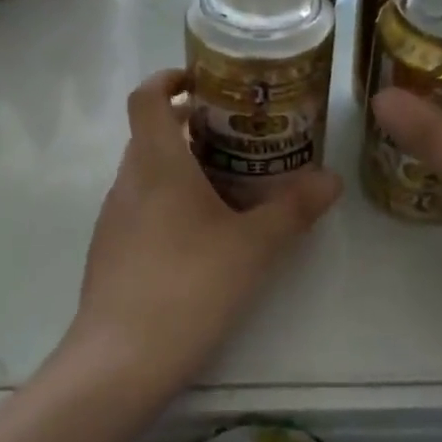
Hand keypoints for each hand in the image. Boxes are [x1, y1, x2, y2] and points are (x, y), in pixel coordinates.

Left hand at [64, 70, 341, 391]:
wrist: (120, 361)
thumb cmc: (189, 285)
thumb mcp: (254, 246)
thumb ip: (294, 209)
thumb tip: (331, 179)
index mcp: (155, 163)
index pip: (146, 97)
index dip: (168, 80)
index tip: (202, 82)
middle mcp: (127, 182)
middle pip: (150, 134)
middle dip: (189, 128)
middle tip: (237, 138)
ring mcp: (113, 220)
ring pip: (146, 174)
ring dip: (181, 168)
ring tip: (228, 188)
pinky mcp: (110, 253)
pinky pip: (140, 209)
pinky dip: (169, 204)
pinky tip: (201, 238)